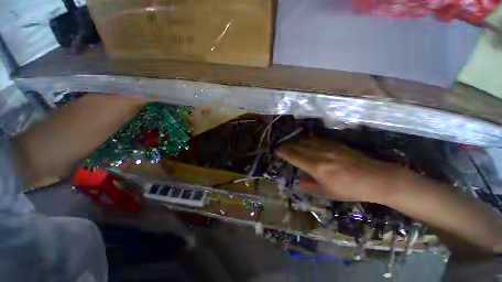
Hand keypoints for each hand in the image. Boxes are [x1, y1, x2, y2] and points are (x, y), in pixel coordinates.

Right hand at [276, 138, 408, 203]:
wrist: (375, 178)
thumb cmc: (350, 190)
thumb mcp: (328, 193)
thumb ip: (310, 186)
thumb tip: (299, 182)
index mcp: (316, 167)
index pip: (294, 156)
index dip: (284, 152)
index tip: (277, 151)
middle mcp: (319, 154)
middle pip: (298, 146)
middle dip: (287, 146)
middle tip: (281, 147)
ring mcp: (328, 147)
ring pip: (306, 141)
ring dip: (296, 142)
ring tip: (290, 144)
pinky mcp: (335, 144)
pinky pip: (316, 139)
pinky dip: (307, 140)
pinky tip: (305, 141)